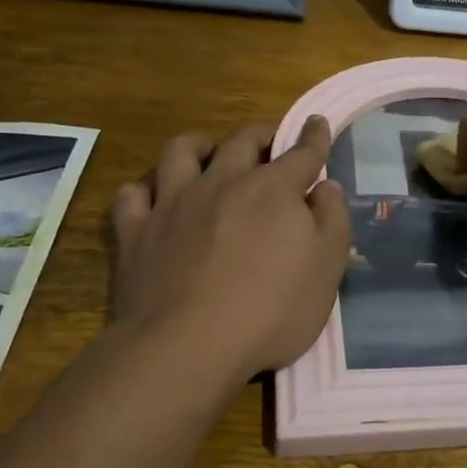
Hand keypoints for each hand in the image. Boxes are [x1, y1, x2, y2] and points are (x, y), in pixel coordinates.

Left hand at [111, 117, 350, 384]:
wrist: (189, 344)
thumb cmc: (272, 308)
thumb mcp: (327, 268)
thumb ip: (332, 219)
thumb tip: (326, 187)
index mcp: (272, 189)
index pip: (301, 153)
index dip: (313, 136)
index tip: (317, 123)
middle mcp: (222, 182)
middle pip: (241, 141)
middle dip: (261, 134)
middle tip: (269, 141)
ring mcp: (173, 203)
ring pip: (180, 152)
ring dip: (199, 146)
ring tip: (208, 155)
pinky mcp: (137, 231)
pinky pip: (133, 195)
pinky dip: (145, 191)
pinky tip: (154, 199)